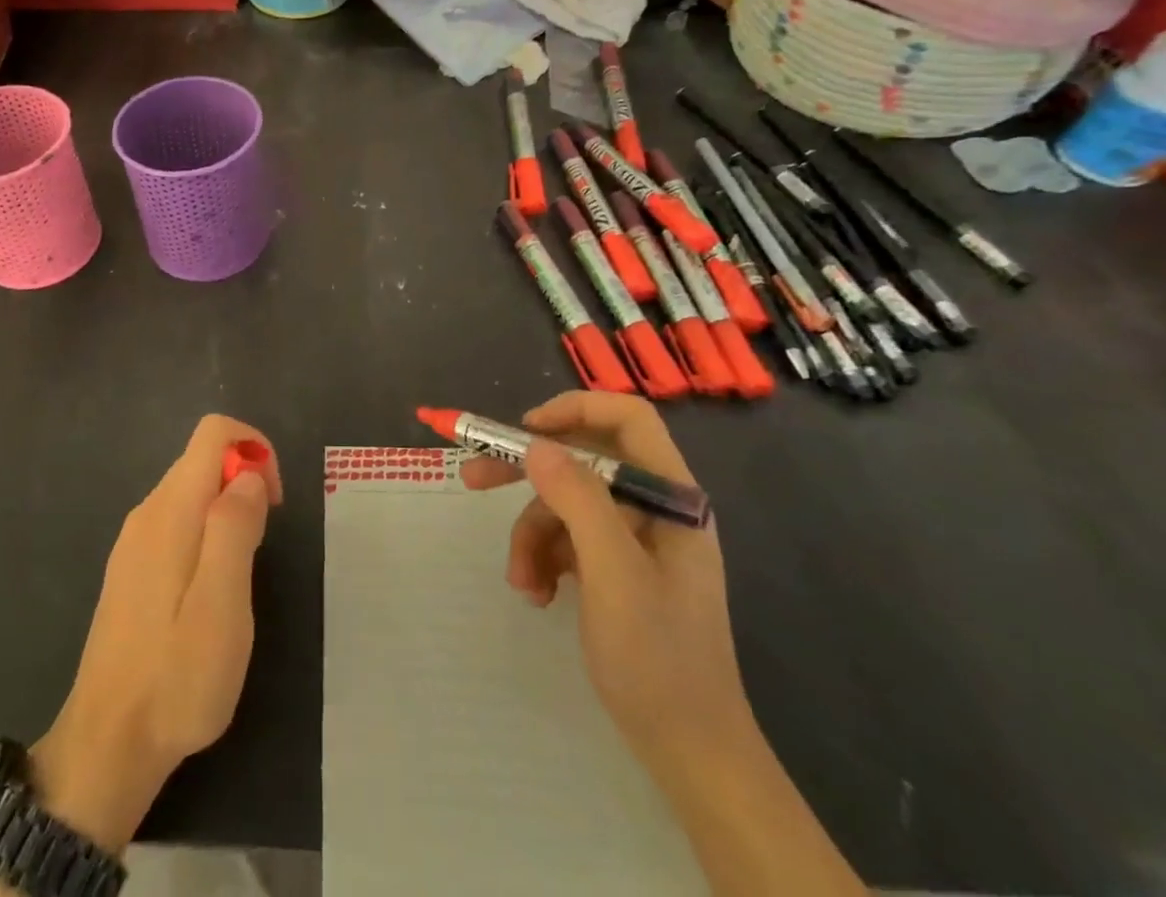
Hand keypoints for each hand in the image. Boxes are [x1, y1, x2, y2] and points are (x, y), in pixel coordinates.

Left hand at [31, 415, 281, 853]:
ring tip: (240, 575)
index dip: (253, 447)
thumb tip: (249, 474)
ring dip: (228, 510)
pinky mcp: (131, 568)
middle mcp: (147, 512)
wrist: (107, 745)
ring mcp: (134, 540)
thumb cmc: (176, 677)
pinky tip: (210, 591)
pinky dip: (206, 532)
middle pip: (202, 459)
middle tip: (262, 545)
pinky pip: (177, 521)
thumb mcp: (222, 604)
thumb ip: (235, 527)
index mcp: (171, 510)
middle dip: (244, 481)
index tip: (273, 501)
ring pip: (191, 491)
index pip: (212, 431)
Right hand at [461, 391, 752, 769]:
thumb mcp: (613, 574)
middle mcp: (653, 508)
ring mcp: (636, 540)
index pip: (626, 418)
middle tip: (474, 478)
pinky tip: (538, 594)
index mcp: (670, 497)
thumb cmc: (659, 661)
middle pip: (583, 460)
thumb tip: (537, 444)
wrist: (691, 755)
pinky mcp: (618, 569)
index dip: (574, 410)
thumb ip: (578, 499)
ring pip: (566, 505)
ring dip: (532, 536)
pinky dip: (545, 559)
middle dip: (528, 473)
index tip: (524, 431)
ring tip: (522, 583)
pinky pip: (569, 540)